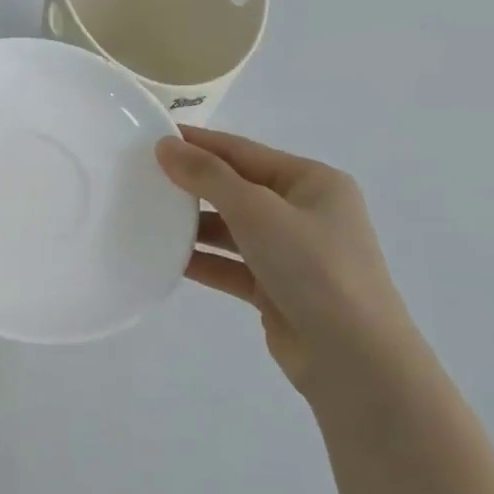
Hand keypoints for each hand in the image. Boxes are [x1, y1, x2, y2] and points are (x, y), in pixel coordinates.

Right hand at [156, 128, 427, 407]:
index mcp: (313, 182)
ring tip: (144, 216)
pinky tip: (163, 258)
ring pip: (230, 228)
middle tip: (139, 176)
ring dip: (192, 225)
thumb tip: (165, 146)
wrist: (354, 359)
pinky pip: (229, 264)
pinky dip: (201, 260)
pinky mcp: (276, 288)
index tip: (151, 135)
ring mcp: (292, 253)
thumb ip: (209, 177)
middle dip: (191, 184)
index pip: (243, 151)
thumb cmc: (314, 268)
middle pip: (236, 188)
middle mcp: (304, 212)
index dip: (197, 142)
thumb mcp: (257, 212)